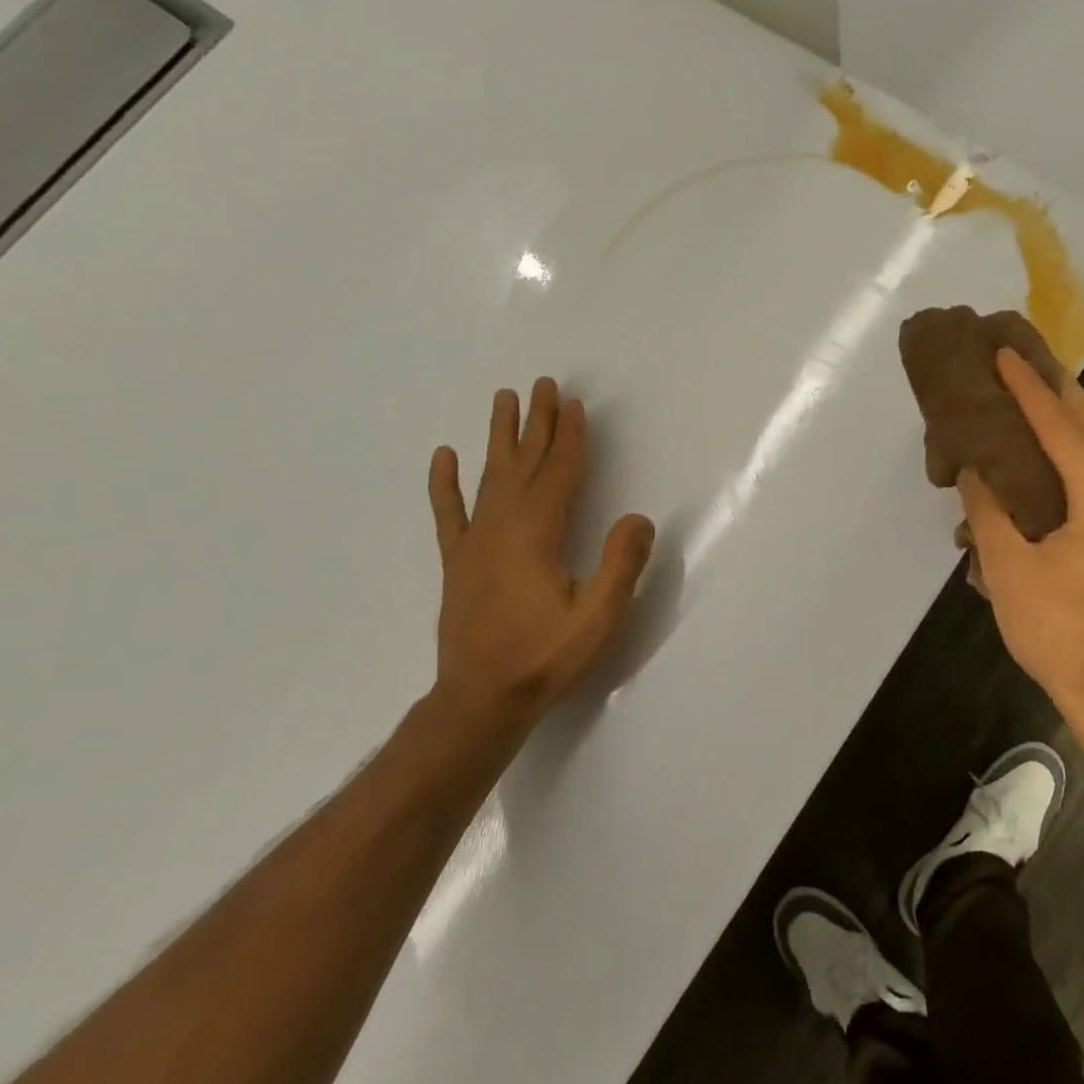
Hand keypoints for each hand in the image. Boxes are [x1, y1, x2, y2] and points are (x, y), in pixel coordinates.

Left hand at [427, 379, 654, 727]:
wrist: (480, 699)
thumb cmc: (544, 657)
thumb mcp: (598, 617)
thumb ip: (620, 564)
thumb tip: (639, 518)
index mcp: (536, 535)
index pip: (558, 473)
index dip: (569, 438)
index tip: (574, 404)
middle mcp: (502, 527)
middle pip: (524, 463)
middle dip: (537, 422)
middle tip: (543, 384)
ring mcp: (474, 543)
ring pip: (489, 476)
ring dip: (499, 436)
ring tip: (504, 399)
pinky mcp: (458, 562)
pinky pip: (448, 513)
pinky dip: (445, 484)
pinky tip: (444, 456)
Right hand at [957, 351, 1083, 720]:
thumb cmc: (1058, 633)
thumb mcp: (1007, 569)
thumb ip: (988, 509)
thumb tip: (974, 468)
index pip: (1062, 427)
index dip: (1029, 389)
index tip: (1004, 353)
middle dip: (1060, 388)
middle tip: (1024, 359)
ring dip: (1076, 418)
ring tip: (1040, 395)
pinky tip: (1062, 454)